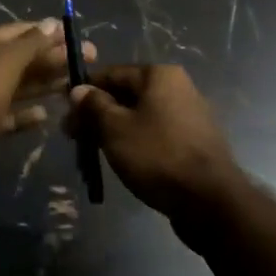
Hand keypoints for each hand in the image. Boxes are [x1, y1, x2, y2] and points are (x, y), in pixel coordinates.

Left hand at [0, 19, 97, 143]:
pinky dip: (23, 114)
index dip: (46, 33)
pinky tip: (44, 115)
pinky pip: (4, 114)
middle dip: (50, 60)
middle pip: (17, 60)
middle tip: (86, 62)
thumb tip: (54, 23)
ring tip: (72, 86)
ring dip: (41, 85)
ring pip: (13, 87)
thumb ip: (31, 45)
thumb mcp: (4, 63)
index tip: (74, 37)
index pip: (15, 32)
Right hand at [63, 64, 239, 218]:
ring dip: (115, 129)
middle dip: (98, 113)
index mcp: (159, 75)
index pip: (111, 73)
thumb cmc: (157, 155)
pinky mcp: (194, 142)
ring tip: (93, 150)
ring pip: (140, 116)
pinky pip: (156, 133)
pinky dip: (136, 141)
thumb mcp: (115, 128)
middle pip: (126, 94)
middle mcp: (177, 87)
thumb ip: (93, 106)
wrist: (210, 201)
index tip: (64, 111)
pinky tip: (122, 159)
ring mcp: (189, 115)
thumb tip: (78, 89)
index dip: (85, 91)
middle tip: (74, 136)